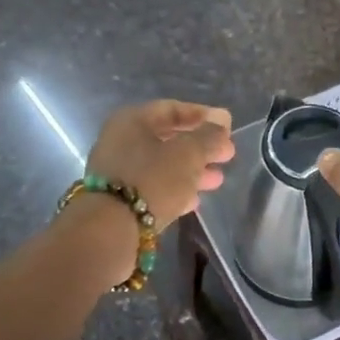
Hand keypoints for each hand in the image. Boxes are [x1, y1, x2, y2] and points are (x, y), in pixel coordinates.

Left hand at [71, 100, 234, 281]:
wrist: (111, 230)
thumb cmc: (152, 179)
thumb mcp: (188, 153)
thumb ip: (209, 137)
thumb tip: (220, 127)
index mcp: (132, 121)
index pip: (173, 109)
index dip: (204, 116)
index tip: (228, 127)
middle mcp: (121, 142)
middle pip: (168, 139)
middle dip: (201, 147)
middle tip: (227, 155)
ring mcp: (118, 172)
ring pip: (162, 165)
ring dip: (192, 170)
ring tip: (217, 180)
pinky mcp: (119, 200)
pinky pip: (153, 187)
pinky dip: (175, 189)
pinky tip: (195, 201)